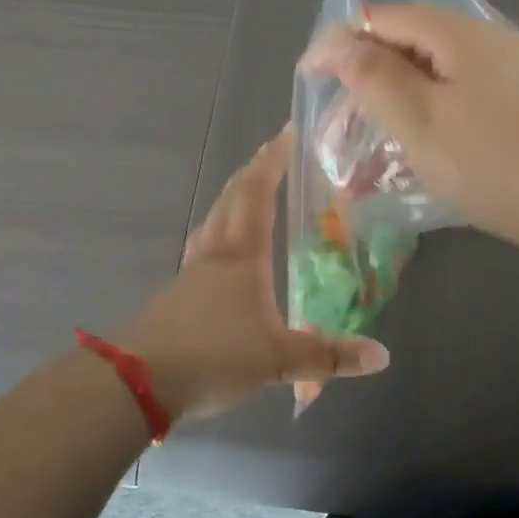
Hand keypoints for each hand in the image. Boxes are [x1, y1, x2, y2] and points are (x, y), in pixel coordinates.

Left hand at [121, 128, 388, 422]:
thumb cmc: (213, 357)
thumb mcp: (278, 361)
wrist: (136, 384)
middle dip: (253, 172)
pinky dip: (216, 233)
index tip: (285, 133)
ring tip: (246, 193)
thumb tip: (382, 356)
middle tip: (270, 153)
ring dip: (231, 199)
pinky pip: (201, 248)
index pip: (258, 195)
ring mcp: (189, 273)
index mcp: (242, 257)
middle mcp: (214, 254)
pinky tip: (220, 254)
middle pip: (231, 199)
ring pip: (212, 221)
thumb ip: (328, 356)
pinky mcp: (173, 296)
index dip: (272, 163)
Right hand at [299, 4, 518, 249]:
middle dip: (369, 72)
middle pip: (412, 39)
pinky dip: (434, 111)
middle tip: (341, 119)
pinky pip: (465, 92)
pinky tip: (427, 146)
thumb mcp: (419, 121)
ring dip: (401, 96)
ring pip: (439, 70)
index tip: (309, 78)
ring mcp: (514, 69)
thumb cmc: (494, 163)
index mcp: (458, 32)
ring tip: (376, 138)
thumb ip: (373, 76)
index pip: (382, 16)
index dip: (339, 41)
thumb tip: (340, 41)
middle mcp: (488, 38)